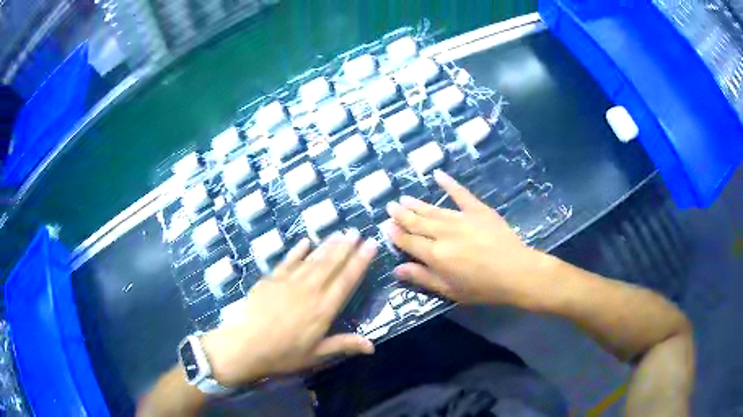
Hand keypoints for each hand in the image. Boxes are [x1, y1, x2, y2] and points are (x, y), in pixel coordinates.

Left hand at [201, 230, 377, 386]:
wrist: (246, 346)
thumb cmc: (283, 354)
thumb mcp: (316, 355)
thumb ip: (343, 345)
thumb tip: (372, 346)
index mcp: (323, 310)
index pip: (346, 281)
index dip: (360, 262)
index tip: (370, 246)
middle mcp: (309, 291)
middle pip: (330, 266)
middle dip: (345, 248)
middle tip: (356, 232)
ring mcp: (288, 283)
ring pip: (312, 260)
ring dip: (327, 246)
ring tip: (339, 233)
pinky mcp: (270, 280)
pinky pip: (288, 261)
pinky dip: (297, 251)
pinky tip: (306, 241)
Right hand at [385, 170, 548, 307]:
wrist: (516, 272)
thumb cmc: (482, 287)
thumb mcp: (450, 290)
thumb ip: (423, 278)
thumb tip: (397, 269)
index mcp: (435, 255)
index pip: (409, 241)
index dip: (396, 234)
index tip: (386, 226)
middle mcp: (443, 233)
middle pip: (417, 222)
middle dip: (401, 214)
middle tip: (390, 206)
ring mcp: (460, 218)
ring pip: (433, 209)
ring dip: (416, 203)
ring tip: (404, 197)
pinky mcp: (477, 210)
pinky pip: (460, 194)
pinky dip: (449, 183)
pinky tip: (438, 175)